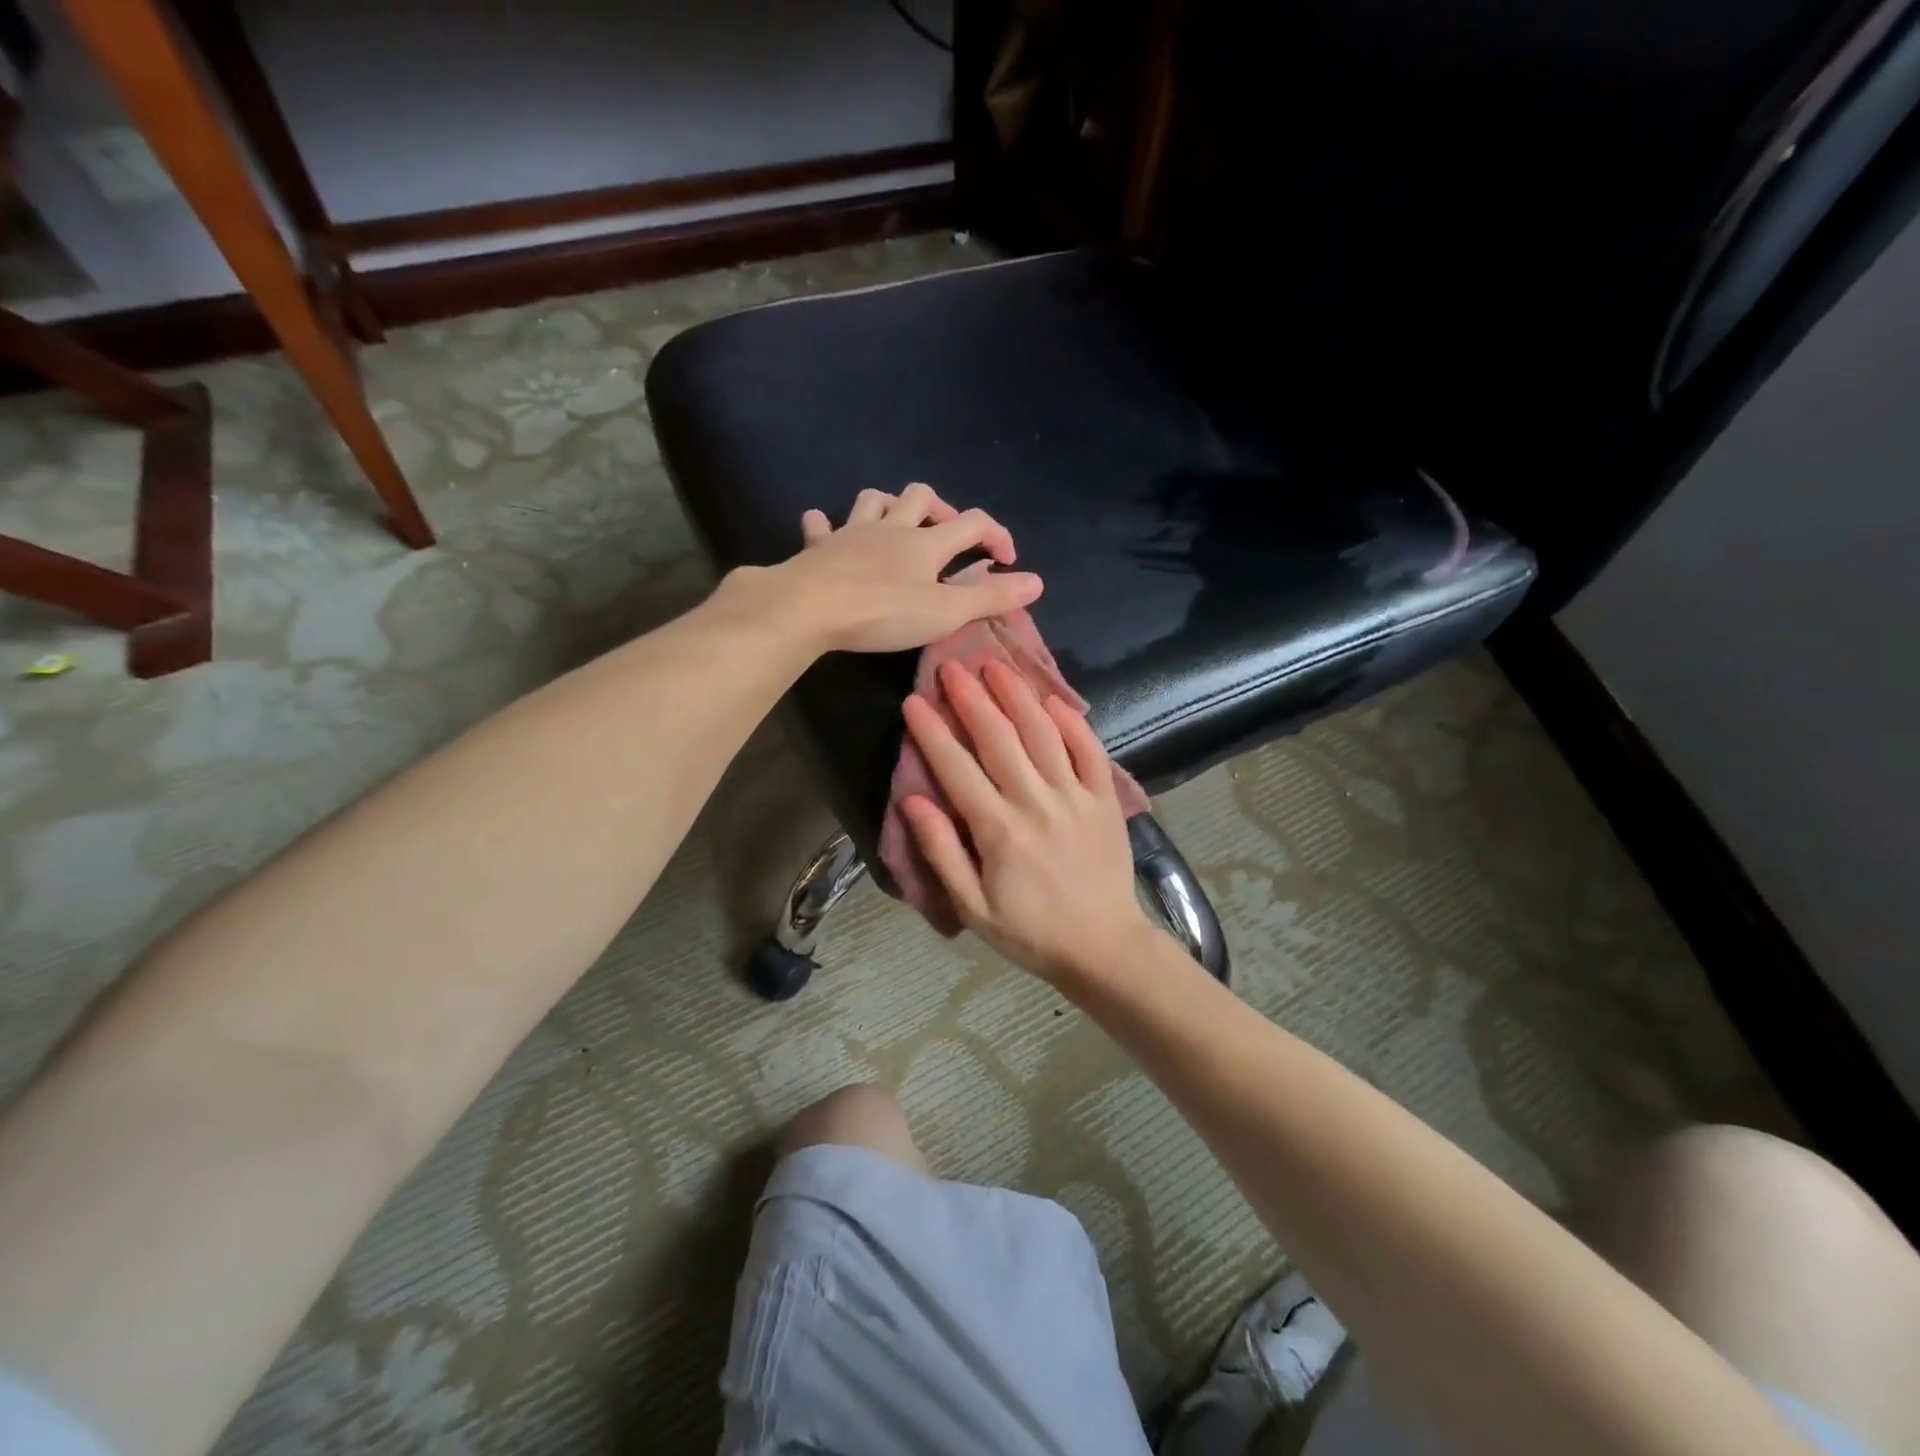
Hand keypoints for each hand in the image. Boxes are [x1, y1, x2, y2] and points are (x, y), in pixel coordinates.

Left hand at [739, 483, 1044, 653]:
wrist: (810, 608)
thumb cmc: (882, 612)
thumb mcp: (945, 613)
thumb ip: (990, 598)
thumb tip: (1038, 582)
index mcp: (926, 543)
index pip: (973, 523)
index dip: (996, 534)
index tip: (1007, 559)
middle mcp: (891, 527)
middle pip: (921, 496)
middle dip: (940, 507)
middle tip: (946, 532)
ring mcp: (851, 533)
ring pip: (873, 499)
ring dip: (888, 504)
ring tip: (895, 522)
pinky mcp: (818, 547)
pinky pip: (820, 525)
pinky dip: (826, 524)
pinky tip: (825, 528)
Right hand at [900, 658, 1157, 982]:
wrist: (1104, 947)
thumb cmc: (1030, 931)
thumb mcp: (972, 907)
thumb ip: (942, 852)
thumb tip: (912, 802)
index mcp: (998, 830)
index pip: (957, 768)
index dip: (933, 732)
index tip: (914, 701)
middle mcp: (1036, 802)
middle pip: (999, 738)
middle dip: (972, 698)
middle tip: (952, 665)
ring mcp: (1076, 796)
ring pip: (1043, 734)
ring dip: (1017, 695)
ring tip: (996, 666)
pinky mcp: (1105, 799)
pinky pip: (1089, 750)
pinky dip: (1072, 722)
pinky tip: (1052, 699)